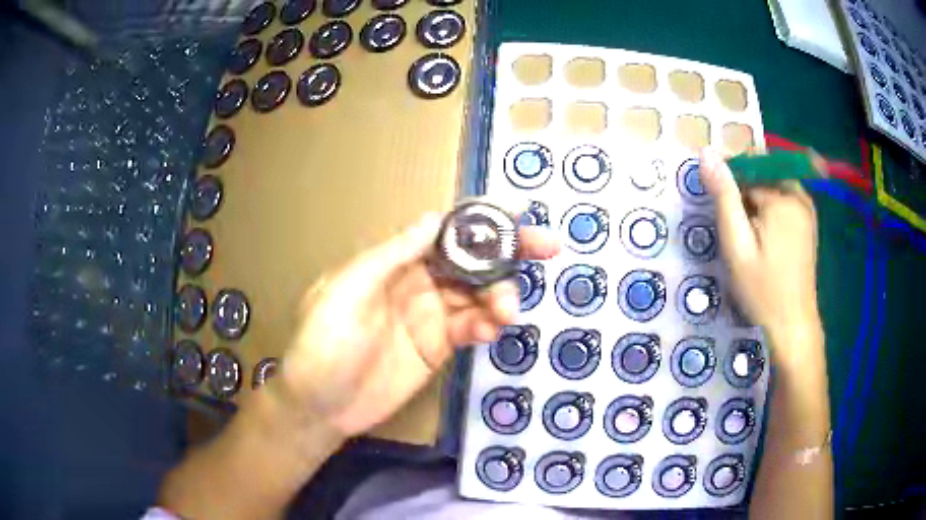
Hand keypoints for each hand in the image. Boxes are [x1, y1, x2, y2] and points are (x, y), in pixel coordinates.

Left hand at [272, 212, 559, 437]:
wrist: (319, 406)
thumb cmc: (323, 344)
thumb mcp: (349, 291)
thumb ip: (393, 255)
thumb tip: (435, 217)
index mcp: (394, 261)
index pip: (445, 232)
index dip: (480, 220)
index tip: (518, 213)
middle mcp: (417, 282)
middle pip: (471, 259)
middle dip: (509, 251)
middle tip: (548, 247)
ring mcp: (430, 316)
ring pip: (478, 294)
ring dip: (500, 296)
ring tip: (507, 311)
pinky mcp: (438, 347)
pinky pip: (470, 328)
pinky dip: (487, 325)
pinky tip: (492, 330)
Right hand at [699, 148, 821, 359]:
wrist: (793, 325)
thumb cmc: (762, 290)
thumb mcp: (737, 246)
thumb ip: (724, 197)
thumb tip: (707, 152)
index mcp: (782, 198)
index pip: (746, 171)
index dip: (729, 188)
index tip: (722, 215)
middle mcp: (799, 195)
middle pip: (761, 176)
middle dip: (744, 196)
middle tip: (736, 233)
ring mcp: (807, 208)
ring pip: (772, 187)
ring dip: (756, 203)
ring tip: (749, 239)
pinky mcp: (809, 221)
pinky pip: (784, 200)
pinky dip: (770, 210)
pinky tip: (765, 239)